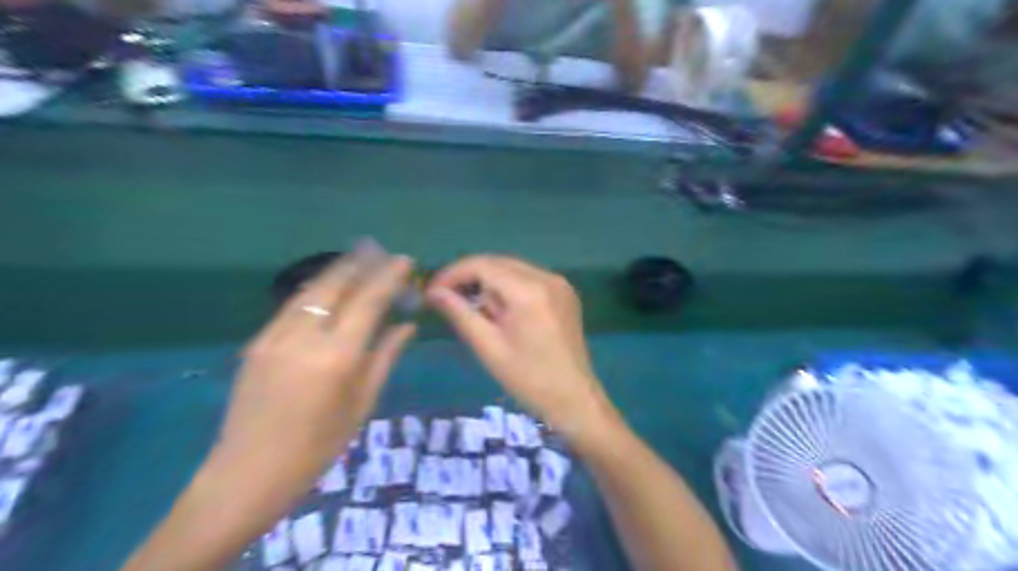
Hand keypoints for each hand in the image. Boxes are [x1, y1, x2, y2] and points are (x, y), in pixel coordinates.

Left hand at [215, 244, 417, 485]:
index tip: (405, 261)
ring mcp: (274, 336)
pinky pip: (293, 305)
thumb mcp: (362, 403)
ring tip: (359, 259)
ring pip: (311, 289)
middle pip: (336, 285)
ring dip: (338, 271)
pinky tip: (329, 288)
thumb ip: (384, 357)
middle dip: (361, 264)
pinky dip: (317, 289)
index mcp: (337, 356)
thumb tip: (407, 326)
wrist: (246, 475)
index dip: (389, 277)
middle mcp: (304, 337)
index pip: (368, 301)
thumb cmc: (318, 447)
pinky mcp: (257, 342)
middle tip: (382, 253)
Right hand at [427, 256, 614, 439]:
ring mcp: (559, 283)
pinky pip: (528, 279)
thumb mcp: (489, 347)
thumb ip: (460, 313)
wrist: (575, 398)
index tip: (432, 290)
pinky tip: (499, 310)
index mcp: (529, 291)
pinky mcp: (565, 292)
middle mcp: (547, 277)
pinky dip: (508, 288)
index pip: (482, 265)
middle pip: (498, 263)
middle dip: (469, 277)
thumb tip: (434, 292)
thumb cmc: (529, 379)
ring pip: (512, 269)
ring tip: (471, 308)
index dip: (453, 274)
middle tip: (446, 298)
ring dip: (488, 282)